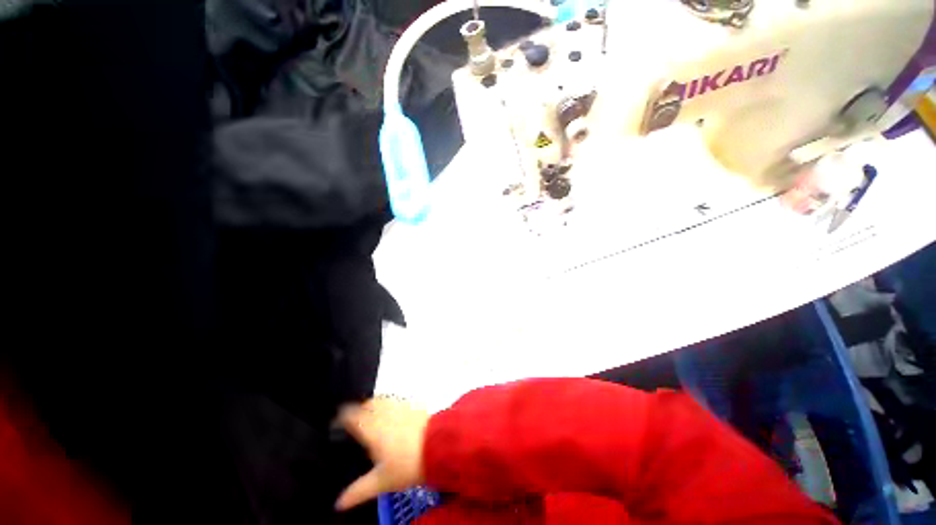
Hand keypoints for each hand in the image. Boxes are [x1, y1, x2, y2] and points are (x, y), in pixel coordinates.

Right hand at [335, 398, 428, 510]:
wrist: (438, 446)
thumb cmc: (407, 464)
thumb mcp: (381, 482)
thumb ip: (358, 491)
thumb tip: (337, 504)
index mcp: (371, 428)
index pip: (351, 415)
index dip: (342, 416)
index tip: (337, 422)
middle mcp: (383, 412)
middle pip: (366, 403)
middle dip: (358, 409)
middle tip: (354, 421)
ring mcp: (399, 405)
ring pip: (381, 399)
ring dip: (373, 404)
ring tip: (371, 416)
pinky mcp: (412, 404)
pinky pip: (395, 399)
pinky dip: (389, 404)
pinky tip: (392, 413)